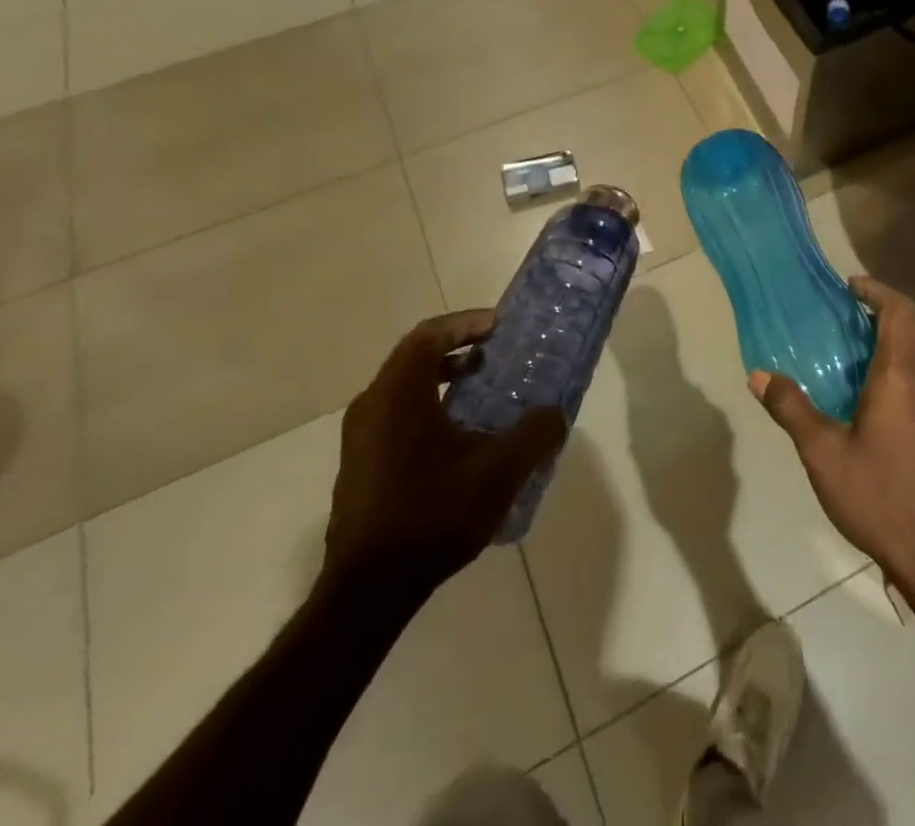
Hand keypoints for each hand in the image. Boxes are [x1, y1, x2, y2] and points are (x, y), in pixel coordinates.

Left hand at [325, 311, 565, 596]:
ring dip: (443, 380)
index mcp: (399, 393)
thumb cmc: (433, 515)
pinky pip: (396, 416)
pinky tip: (459, 440)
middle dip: (457, 348)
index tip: (498, 326)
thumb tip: (555, 415)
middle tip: (495, 354)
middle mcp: (372, 405)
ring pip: (404, 388)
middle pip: (414, 357)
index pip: (429, 334)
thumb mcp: (499, 472)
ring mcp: (360, 437)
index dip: (465, 323)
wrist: (368, 591)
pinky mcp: (359, 466)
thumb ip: (535, 434)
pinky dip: (428, 408)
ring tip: (483, 393)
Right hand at [751, 277, 914, 594]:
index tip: (851, 287)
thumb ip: (792, 409)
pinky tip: (887, 406)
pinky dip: (911, 374)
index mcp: (901, 377)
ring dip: (900, 344)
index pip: (900, 311)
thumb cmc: (880, 498)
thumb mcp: (823, 454)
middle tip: (851, 319)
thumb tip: (759, 375)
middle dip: (886, 313)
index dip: (877, 291)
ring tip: (863, 358)